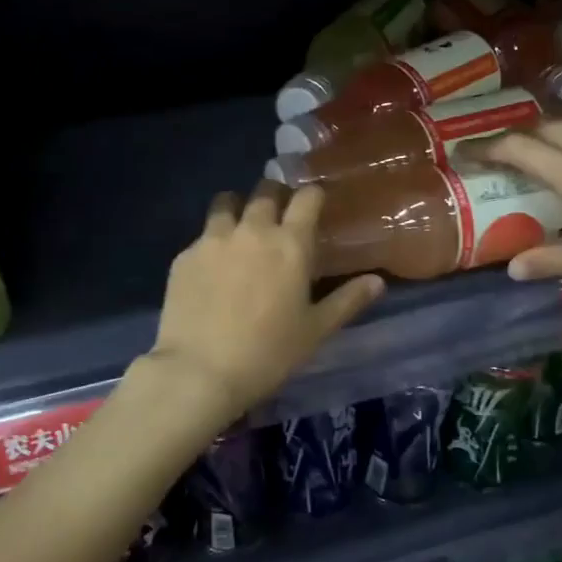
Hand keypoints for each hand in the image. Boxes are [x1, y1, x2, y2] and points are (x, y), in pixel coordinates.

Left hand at [146, 181, 384, 420]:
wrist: (199, 371)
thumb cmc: (268, 354)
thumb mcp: (315, 331)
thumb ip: (347, 301)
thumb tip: (377, 281)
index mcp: (290, 244)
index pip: (307, 198)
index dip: (313, 195)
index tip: (314, 204)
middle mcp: (252, 230)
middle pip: (265, 191)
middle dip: (275, 195)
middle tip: (278, 214)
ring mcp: (213, 239)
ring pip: (226, 202)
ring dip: (238, 208)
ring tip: (241, 228)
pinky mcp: (184, 256)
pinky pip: (202, 235)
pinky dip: (212, 241)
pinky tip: (212, 267)